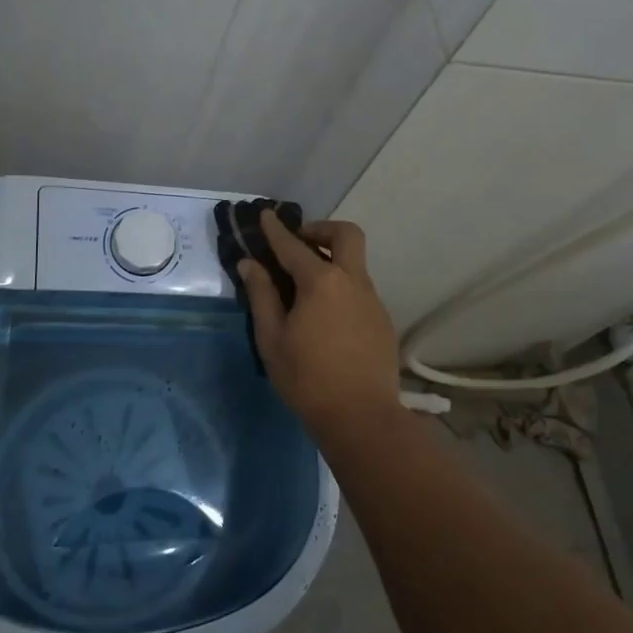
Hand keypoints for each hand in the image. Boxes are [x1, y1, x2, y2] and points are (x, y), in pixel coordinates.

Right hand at [236, 213, 400, 438]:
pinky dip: (341, 286)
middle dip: (321, 230)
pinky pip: (359, 289)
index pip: (293, 246)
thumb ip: (261, 296)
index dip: (276, 230)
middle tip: (299, 243)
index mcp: (321, 282)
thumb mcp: (272, 339)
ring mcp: (372, 299)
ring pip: (355, 263)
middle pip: (346, 235)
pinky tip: (325, 315)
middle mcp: (352, 281)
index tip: (266, 215)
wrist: (361, 417)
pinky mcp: (382, 319)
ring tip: (306, 285)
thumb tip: (250, 264)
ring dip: (332, 260)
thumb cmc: (307, 379)